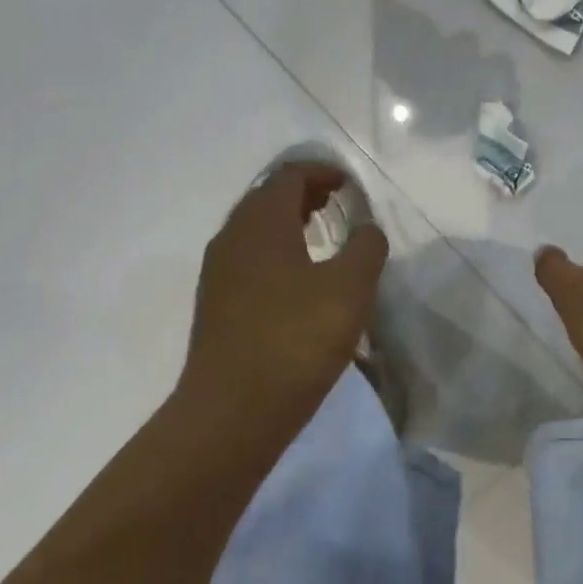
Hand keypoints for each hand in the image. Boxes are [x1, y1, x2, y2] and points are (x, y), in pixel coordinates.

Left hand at [182, 162, 388, 427]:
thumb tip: (366, 228)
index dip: (322, 171)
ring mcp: (218, 272)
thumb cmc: (296, 339)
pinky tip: (299, 279)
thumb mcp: (350, 287)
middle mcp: (232, 237)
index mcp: (261, 222)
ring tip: (322, 235)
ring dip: (289, 222)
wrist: (232, 412)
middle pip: (268, 197)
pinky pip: (249, 258)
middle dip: (305, 193)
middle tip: (339, 202)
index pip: (289, 175)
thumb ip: (366, 247)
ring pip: (255, 229)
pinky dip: (276, 251)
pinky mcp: (216, 304)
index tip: (350, 183)